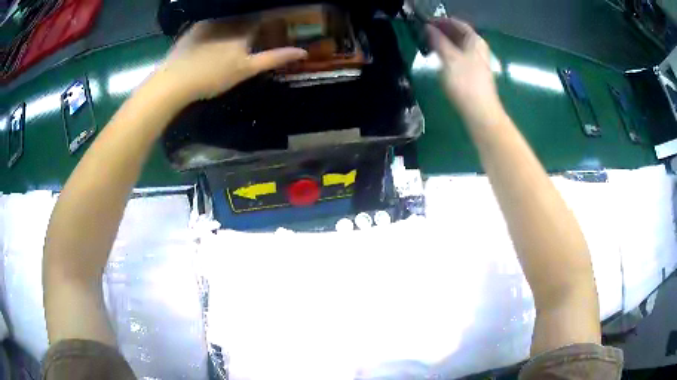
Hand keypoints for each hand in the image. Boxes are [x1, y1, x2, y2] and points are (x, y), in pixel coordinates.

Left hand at [153, 19, 306, 103]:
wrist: (174, 81)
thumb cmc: (213, 76)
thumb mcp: (246, 70)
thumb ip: (273, 58)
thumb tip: (303, 51)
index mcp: (243, 28)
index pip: (264, 17)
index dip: (271, 20)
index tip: (276, 26)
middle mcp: (227, 20)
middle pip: (245, 16)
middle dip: (252, 22)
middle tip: (253, 35)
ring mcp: (208, 23)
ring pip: (228, 18)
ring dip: (234, 24)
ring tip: (232, 39)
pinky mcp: (193, 29)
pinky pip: (211, 22)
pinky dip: (217, 27)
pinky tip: (213, 39)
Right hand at [427, 18, 503, 125]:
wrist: (481, 112)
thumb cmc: (465, 83)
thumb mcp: (449, 58)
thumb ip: (438, 41)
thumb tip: (429, 28)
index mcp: (475, 41)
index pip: (458, 23)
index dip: (442, 21)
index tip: (425, 22)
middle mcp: (479, 49)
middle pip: (460, 34)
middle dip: (442, 31)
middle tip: (424, 32)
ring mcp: (478, 62)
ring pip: (459, 46)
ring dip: (445, 43)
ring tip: (428, 44)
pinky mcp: (474, 74)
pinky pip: (460, 56)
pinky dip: (449, 53)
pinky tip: (439, 59)